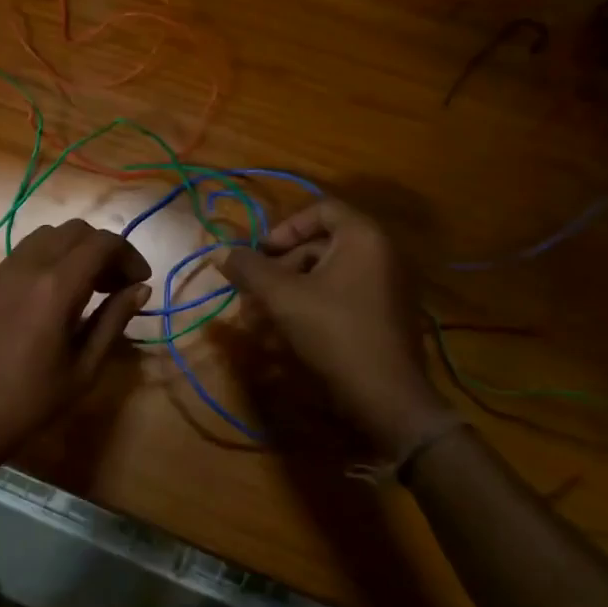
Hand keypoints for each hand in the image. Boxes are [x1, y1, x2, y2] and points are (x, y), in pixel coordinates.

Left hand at [0, 218, 150, 488]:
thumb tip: (141, 288)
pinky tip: (55, 294)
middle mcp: (28, 266)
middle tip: (117, 284)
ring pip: (48, 235)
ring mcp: (2, 271)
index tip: (140, 281)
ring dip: (76, 249)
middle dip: (104, 248)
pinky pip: (25, 252)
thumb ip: (113, 320)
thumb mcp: (84, 368)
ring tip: (88, 286)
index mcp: (56, 287)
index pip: (102, 243)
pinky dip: (50, 257)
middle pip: (76, 230)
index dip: (128, 255)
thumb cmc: (31, 401)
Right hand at [218, 199, 458, 463]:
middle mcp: (381, 253)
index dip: (284, 228)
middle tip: (254, 293)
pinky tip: (287, 333)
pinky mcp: (385, 314)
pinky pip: (342, 296)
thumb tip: (219, 251)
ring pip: (327, 274)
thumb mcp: (283, 297)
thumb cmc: (335, 333)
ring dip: (290, 290)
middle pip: (320, 244)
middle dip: (280, 267)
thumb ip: (250, 269)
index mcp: (364, 237)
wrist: (388, 397)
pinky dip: (313, 306)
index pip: (320, 209)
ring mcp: (387, 285)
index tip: (261, 255)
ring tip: (262, 319)